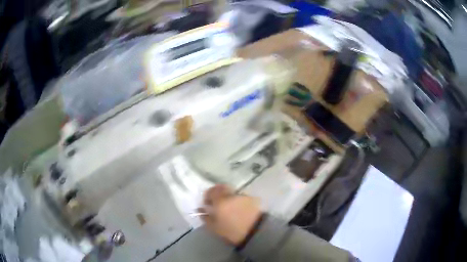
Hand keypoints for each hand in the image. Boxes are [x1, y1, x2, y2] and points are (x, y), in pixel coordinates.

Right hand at [200, 185, 261, 244]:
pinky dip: (238, 200)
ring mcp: (243, 195)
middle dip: (218, 193)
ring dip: (229, 197)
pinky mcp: (253, 199)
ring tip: (230, 208)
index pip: (211, 191)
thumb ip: (205, 217)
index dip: (207, 196)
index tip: (207, 203)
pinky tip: (239, 209)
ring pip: (232, 192)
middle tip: (217, 203)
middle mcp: (231, 195)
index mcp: (220, 200)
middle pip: (222, 188)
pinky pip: (241, 197)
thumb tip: (200, 209)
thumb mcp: (214, 227)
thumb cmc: (231, 231)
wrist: (255, 232)